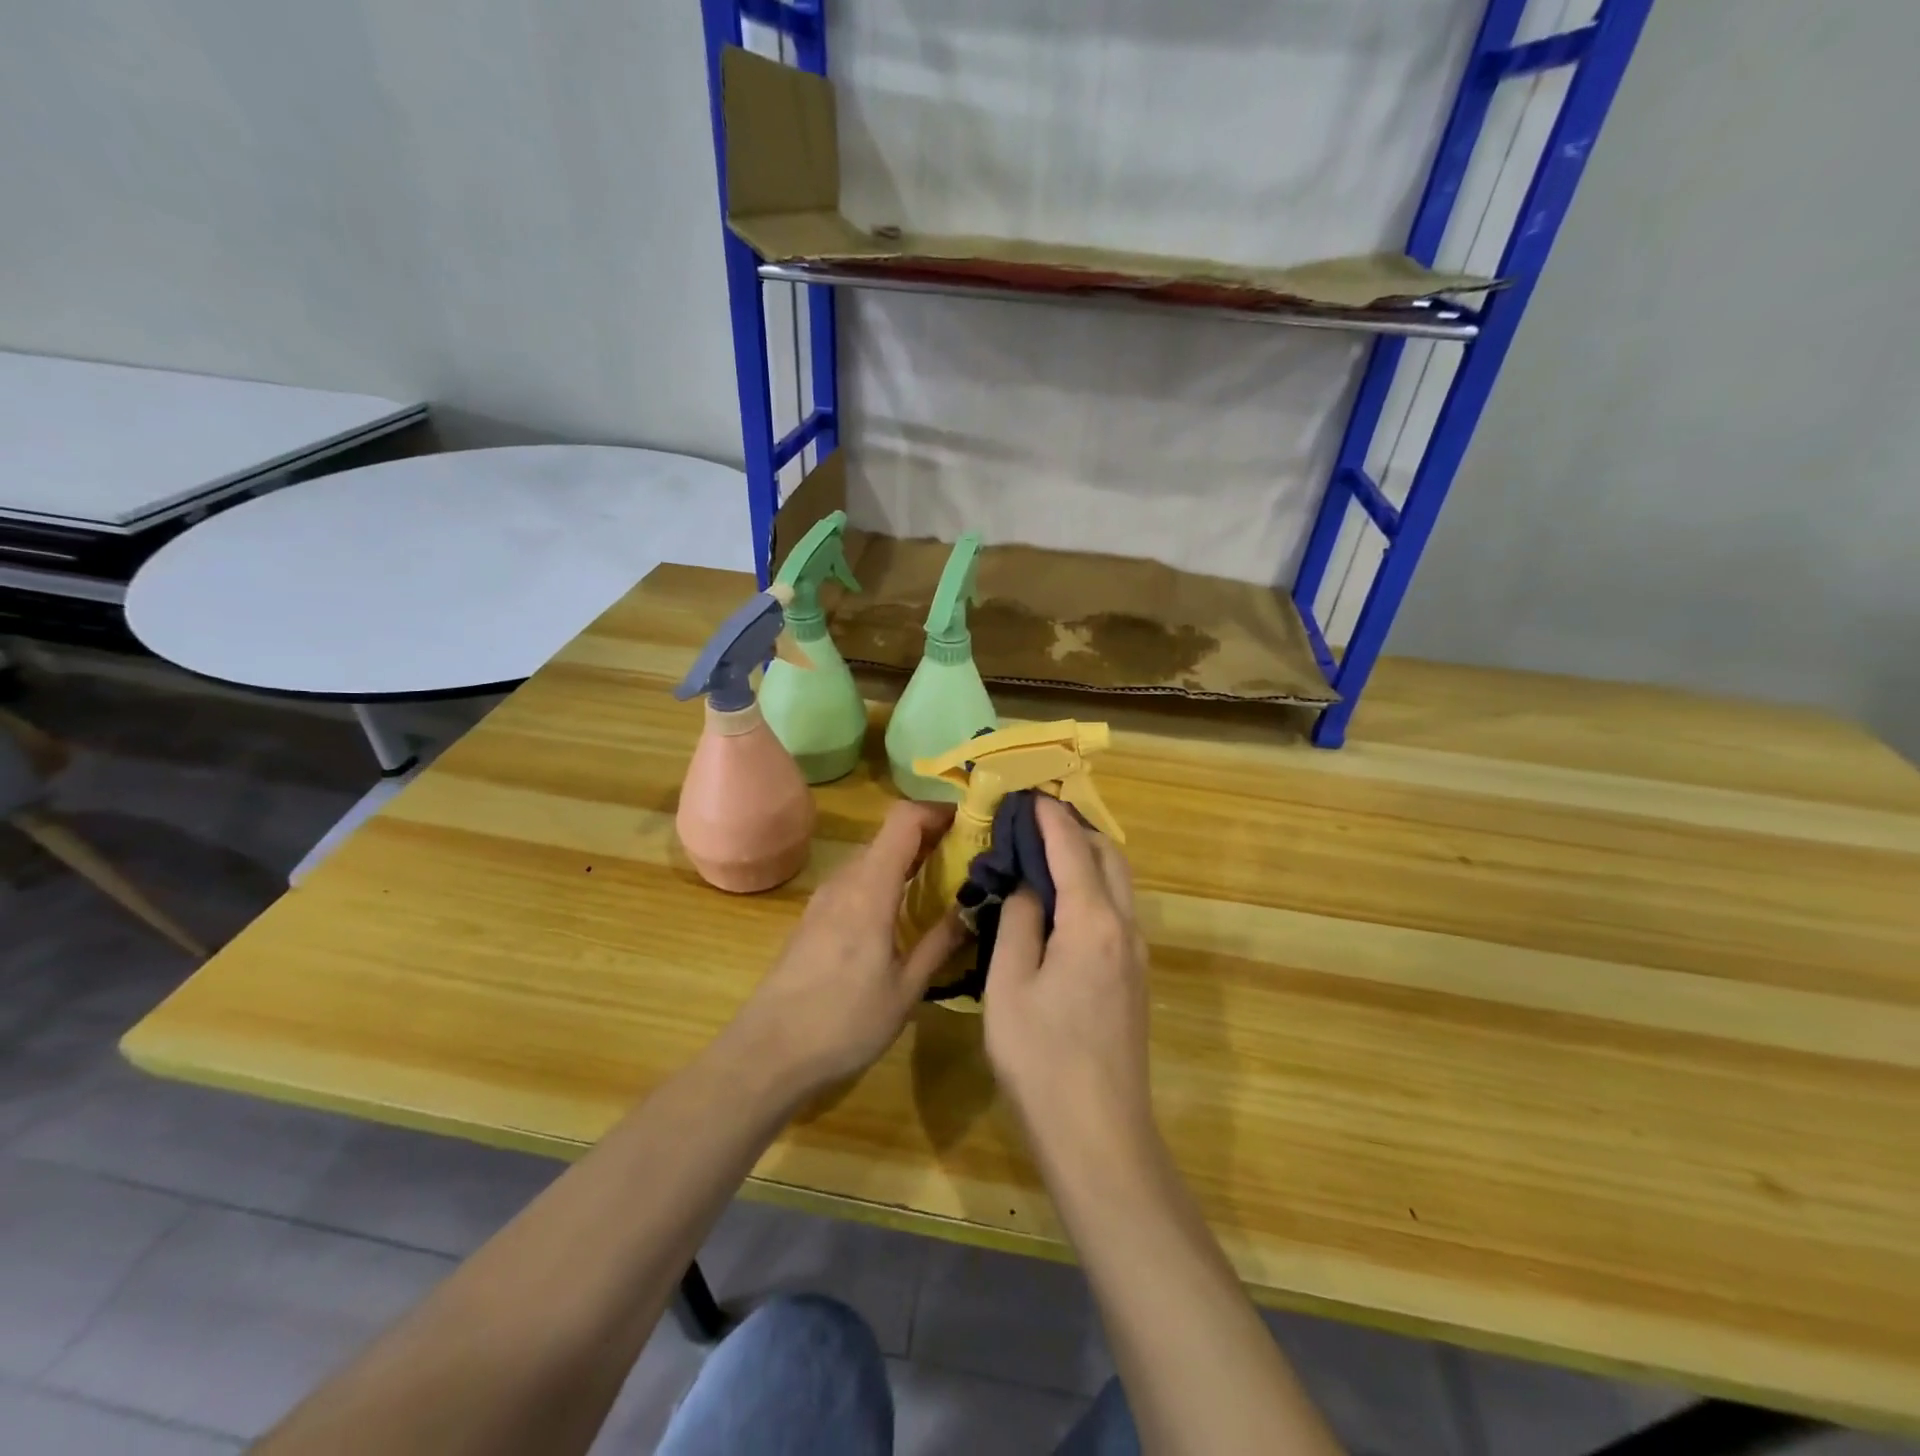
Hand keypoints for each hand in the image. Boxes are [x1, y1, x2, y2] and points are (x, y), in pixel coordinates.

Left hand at [724, 800, 965, 1100]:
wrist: (768, 1053)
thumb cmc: (843, 1022)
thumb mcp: (906, 989)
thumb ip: (941, 941)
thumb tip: (976, 906)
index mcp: (870, 888)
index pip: (904, 819)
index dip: (939, 811)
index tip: (973, 824)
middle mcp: (845, 880)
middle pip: (890, 834)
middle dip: (932, 836)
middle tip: (971, 858)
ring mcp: (826, 898)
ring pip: (874, 857)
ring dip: (910, 858)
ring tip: (946, 883)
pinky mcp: (816, 917)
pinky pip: (859, 880)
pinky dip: (888, 879)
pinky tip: (905, 911)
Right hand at [983, 797, 1153, 1151]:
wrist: (1099, 1135)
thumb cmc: (1042, 1059)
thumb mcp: (1010, 985)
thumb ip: (1019, 922)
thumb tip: (1027, 884)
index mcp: (1093, 922)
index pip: (1072, 849)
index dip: (1049, 817)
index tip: (1027, 793)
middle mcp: (1125, 928)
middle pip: (1110, 857)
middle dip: (1077, 829)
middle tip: (1036, 818)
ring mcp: (1137, 955)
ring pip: (1119, 884)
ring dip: (1089, 856)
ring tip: (1047, 849)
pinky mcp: (1135, 978)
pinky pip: (1118, 910)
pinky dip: (1094, 886)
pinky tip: (1063, 899)